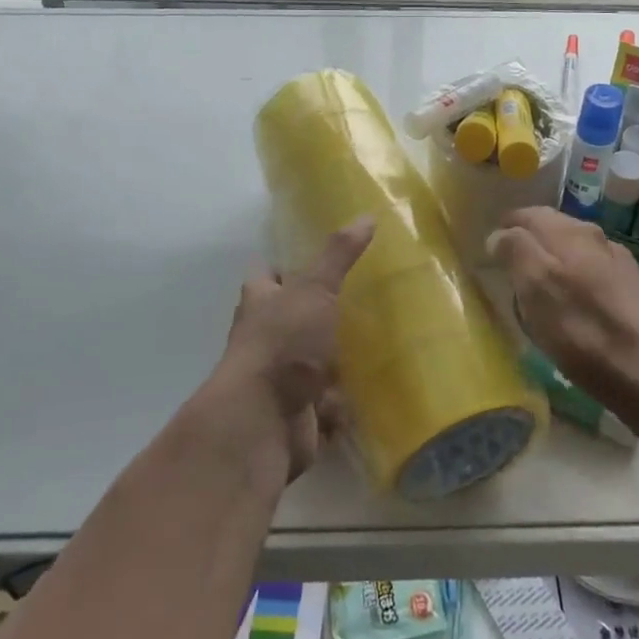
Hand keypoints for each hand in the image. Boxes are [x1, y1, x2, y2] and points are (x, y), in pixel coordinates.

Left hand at [222, 218, 374, 480]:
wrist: (262, 423)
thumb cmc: (282, 345)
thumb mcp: (313, 290)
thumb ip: (338, 256)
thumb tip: (367, 216)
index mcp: (261, 303)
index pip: (265, 275)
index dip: (280, 266)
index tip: (309, 257)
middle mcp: (266, 339)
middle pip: (290, 320)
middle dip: (317, 315)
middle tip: (360, 300)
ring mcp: (281, 380)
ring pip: (311, 364)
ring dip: (334, 362)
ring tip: (377, 343)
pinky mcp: (298, 416)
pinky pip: (327, 407)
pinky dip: (343, 404)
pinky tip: (373, 390)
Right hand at [486, 207, 638, 428]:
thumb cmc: (585, 330)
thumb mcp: (536, 286)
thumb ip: (515, 250)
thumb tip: (500, 234)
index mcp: (569, 231)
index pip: (526, 214)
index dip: (504, 230)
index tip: (488, 253)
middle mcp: (596, 238)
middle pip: (551, 231)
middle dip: (527, 246)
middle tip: (506, 274)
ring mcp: (618, 265)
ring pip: (572, 254)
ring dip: (551, 267)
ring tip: (534, 296)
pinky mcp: (633, 294)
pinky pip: (590, 278)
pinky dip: (573, 287)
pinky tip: (570, 313)